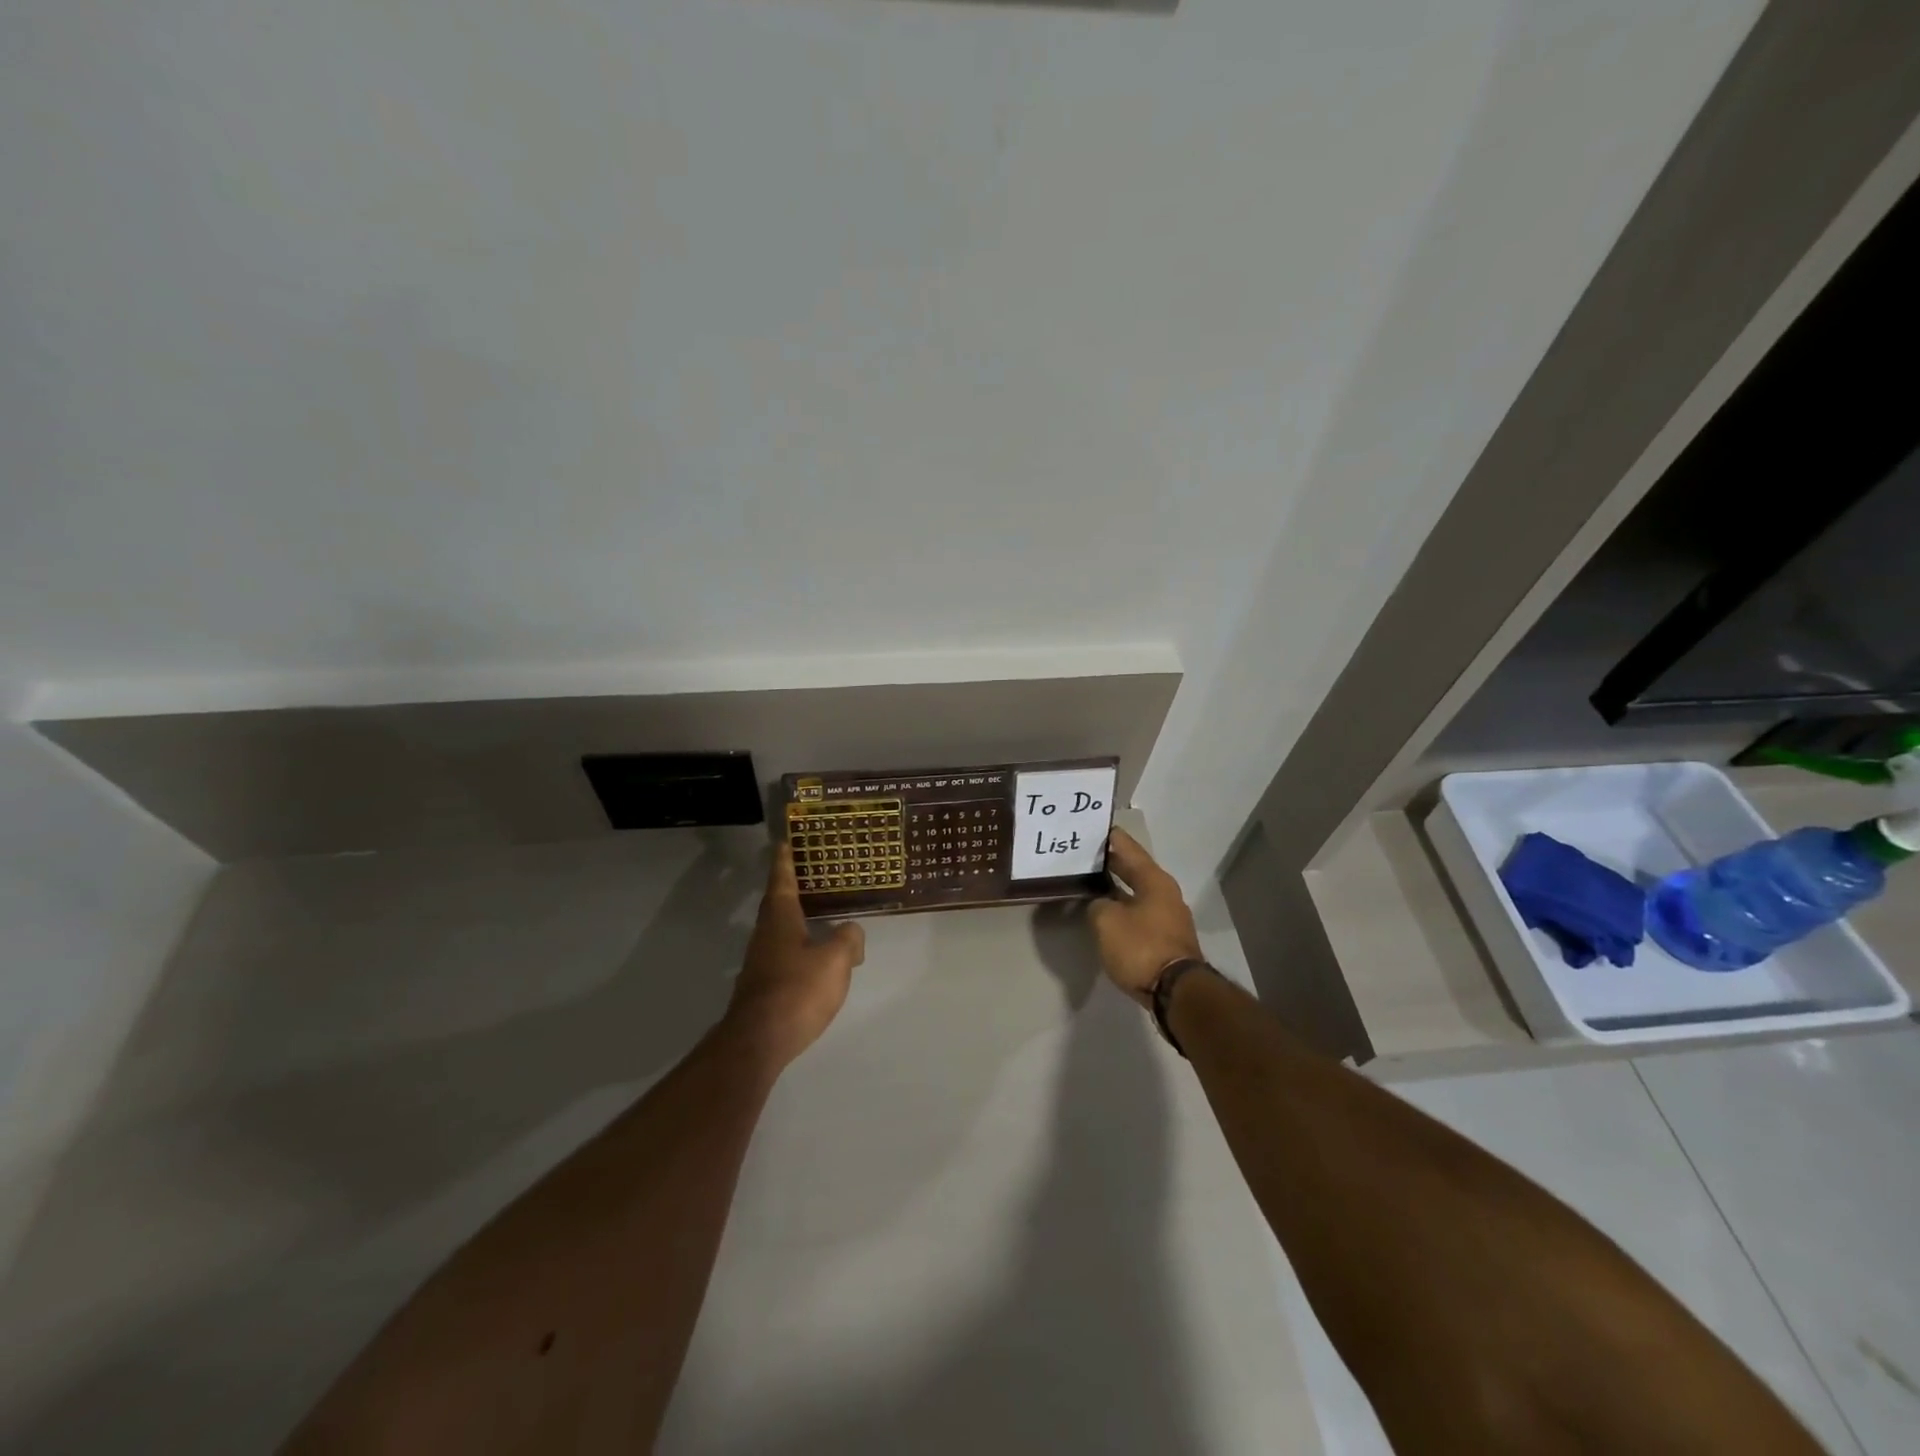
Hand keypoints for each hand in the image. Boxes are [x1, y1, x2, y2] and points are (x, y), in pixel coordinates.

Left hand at [723, 845, 865, 1071]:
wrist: (758, 1041)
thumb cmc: (797, 991)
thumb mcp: (835, 961)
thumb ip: (848, 939)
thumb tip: (851, 932)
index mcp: (780, 919)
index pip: (782, 880)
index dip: (785, 860)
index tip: (784, 842)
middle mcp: (765, 935)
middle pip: (777, 904)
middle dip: (792, 888)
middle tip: (810, 873)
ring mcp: (761, 962)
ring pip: (780, 930)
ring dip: (796, 918)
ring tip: (819, 914)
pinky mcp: (763, 987)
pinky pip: (784, 954)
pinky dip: (799, 946)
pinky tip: (815, 958)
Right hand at [1088, 828, 1204, 1005]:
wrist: (1176, 992)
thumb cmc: (1141, 947)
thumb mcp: (1106, 921)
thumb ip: (1097, 905)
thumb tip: (1100, 904)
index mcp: (1153, 880)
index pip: (1128, 847)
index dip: (1110, 837)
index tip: (1092, 828)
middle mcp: (1164, 892)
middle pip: (1133, 869)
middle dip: (1110, 862)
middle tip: (1083, 855)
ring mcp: (1167, 916)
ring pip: (1136, 892)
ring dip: (1115, 887)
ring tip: (1089, 883)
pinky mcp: (1165, 938)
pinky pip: (1138, 912)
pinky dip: (1122, 907)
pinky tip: (1104, 912)